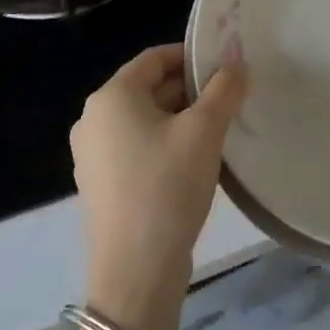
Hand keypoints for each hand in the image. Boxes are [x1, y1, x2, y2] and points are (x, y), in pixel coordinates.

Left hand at [71, 45, 247, 329]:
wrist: (135, 273)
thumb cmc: (167, 186)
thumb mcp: (204, 131)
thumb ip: (223, 90)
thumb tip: (236, 65)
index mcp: (111, 97)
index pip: (154, 58)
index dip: (192, 56)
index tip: (226, 66)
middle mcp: (93, 120)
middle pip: (149, 88)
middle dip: (191, 89)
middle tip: (230, 99)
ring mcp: (93, 156)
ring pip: (145, 120)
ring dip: (181, 118)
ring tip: (219, 129)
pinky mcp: (102, 186)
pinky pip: (137, 148)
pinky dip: (165, 144)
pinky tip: (195, 163)